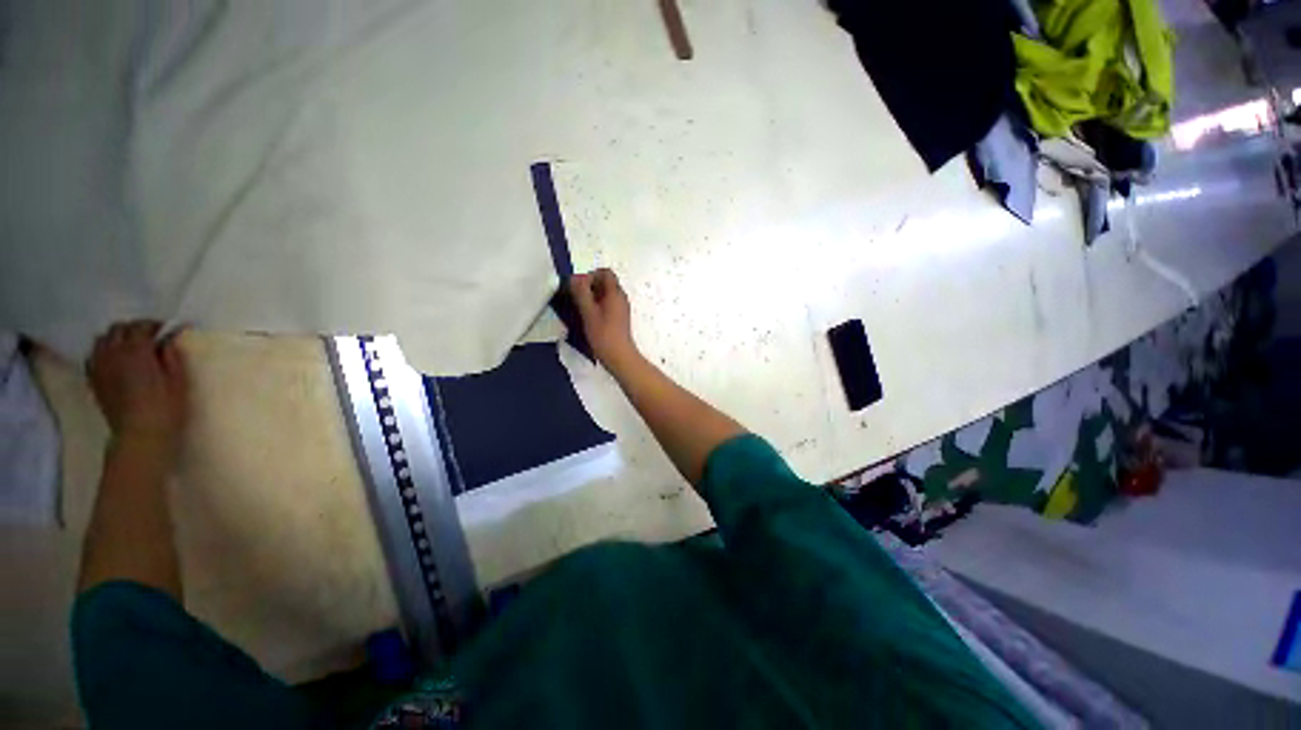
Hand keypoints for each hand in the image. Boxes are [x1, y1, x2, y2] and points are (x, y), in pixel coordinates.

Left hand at [87, 321, 188, 452]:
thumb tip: (170, 340)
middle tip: (150, 339)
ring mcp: (100, 366)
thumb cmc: (166, 408)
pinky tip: (113, 361)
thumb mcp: (179, 381)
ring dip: (116, 339)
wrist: (139, 435)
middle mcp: (114, 353)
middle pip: (118, 329)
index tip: (169, 332)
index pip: (142, 326)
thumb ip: (172, 356)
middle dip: (133, 329)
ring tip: (130, 348)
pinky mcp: (94, 379)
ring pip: (102, 340)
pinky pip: (93, 356)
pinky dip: (103, 352)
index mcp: (137, 350)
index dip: (156, 326)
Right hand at [570, 269, 638, 369]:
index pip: (605, 273)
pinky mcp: (619, 319)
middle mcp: (621, 298)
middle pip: (605, 283)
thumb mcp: (588, 312)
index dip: (590, 275)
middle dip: (589, 287)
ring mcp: (621, 309)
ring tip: (580, 310)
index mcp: (615, 293)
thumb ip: (581, 293)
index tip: (578, 288)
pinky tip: (587, 320)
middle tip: (576, 299)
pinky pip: (607, 306)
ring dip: (591, 298)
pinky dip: (596, 307)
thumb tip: (574, 277)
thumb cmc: (604, 335)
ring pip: (605, 295)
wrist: (619, 357)